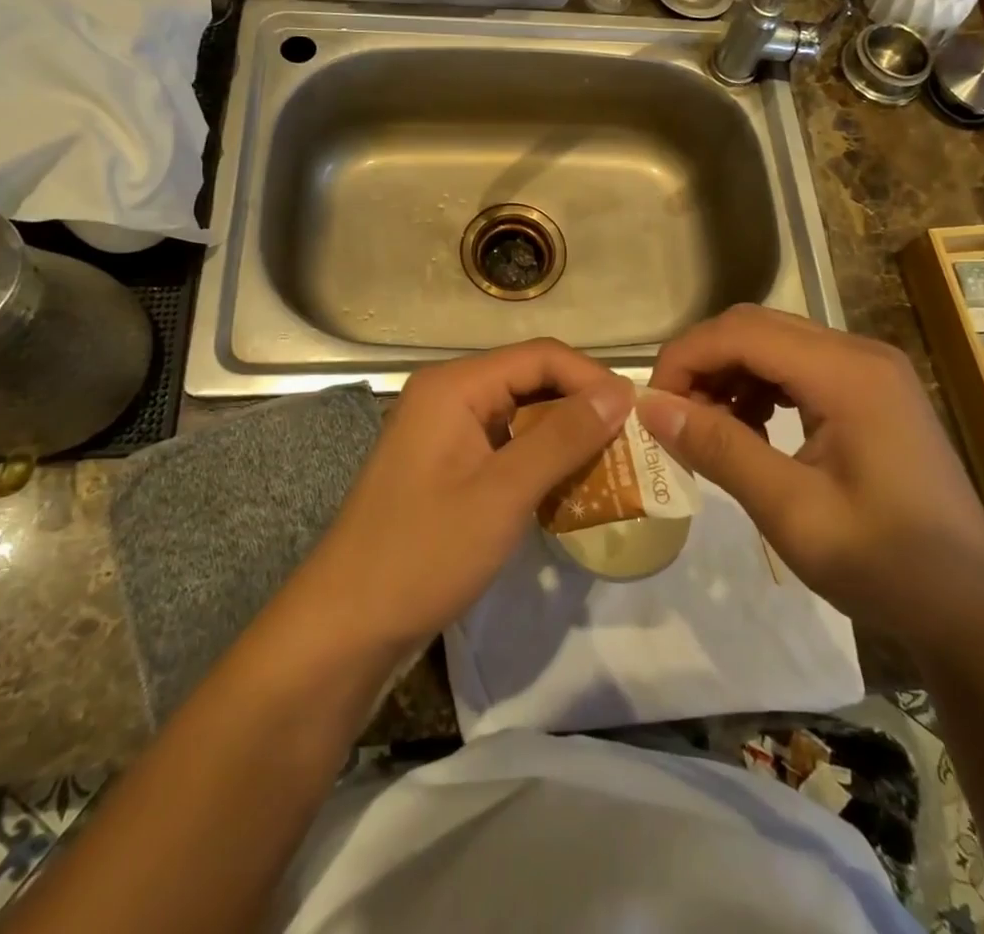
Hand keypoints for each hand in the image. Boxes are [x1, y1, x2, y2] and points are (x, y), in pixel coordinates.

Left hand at [296, 339, 632, 656]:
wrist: (346, 627)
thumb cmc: (424, 553)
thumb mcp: (503, 493)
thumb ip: (562, 437)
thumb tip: (619, 393)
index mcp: (455, 386)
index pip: (540, 356)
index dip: (592, 379)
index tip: (637, 416)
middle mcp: (449, 395)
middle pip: (531, 381)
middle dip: (582, 409)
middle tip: (630, 446)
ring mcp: (445, 432)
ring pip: (521, 416)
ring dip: (565, 438)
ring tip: (612, 468)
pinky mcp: (447, 467)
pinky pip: (506, 447)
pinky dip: (541, 462)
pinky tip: (570, 489)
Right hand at [640, 305, 983, 647]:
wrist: (975, 608)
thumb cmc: (887, 565)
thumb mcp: (792, 512)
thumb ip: (721, 449)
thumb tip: (651, 408)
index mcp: (847, 373)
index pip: (741, 332)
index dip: (685, 358)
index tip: (653, 407)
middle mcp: (859, 353)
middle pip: (756, 327)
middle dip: (703, 363)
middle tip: (673, 418)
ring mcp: (870, 370)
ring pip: (774, 342)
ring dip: (729, 374)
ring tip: (708, 428)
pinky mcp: (871, 391)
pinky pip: (798, 366)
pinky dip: (760, 387)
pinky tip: (750, 430)